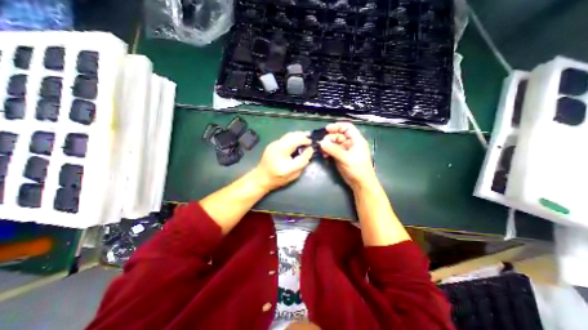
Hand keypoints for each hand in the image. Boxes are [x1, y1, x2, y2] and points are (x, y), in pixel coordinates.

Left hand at [254, 132, 313, 191]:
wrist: (261, 177)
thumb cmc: (278, 179)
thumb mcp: (294, 174)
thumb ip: (303, 161)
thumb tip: (309, 149)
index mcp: (283, 159)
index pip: (298, 147)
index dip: (306, 143)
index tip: (312, 145)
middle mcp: (277, 149)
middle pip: (293, 136)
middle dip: (303, 136)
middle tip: (310, 139)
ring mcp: (273, 145)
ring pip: (289, 135)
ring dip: (298, 135)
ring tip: (305, 138)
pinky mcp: (272, 143)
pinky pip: (285, 137)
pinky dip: (293, 138)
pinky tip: (296, 142)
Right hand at [321, 123, 376, 190]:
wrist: (361, 183)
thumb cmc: (357, 169)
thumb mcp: (345, 158)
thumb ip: (333, 150)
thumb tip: (321, 143)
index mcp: (356, 140)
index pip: (347, 128)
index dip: (337, 126)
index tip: (326, 129)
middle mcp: (351, 143)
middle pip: (339, 135)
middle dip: (330, 138)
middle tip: (322, 143)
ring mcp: (345, 150)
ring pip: (335, 143)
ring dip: (328, 145)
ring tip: (322, 150)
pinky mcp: (341, 157)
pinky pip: (333, 150)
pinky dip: (328, 151)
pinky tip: (324, 155)